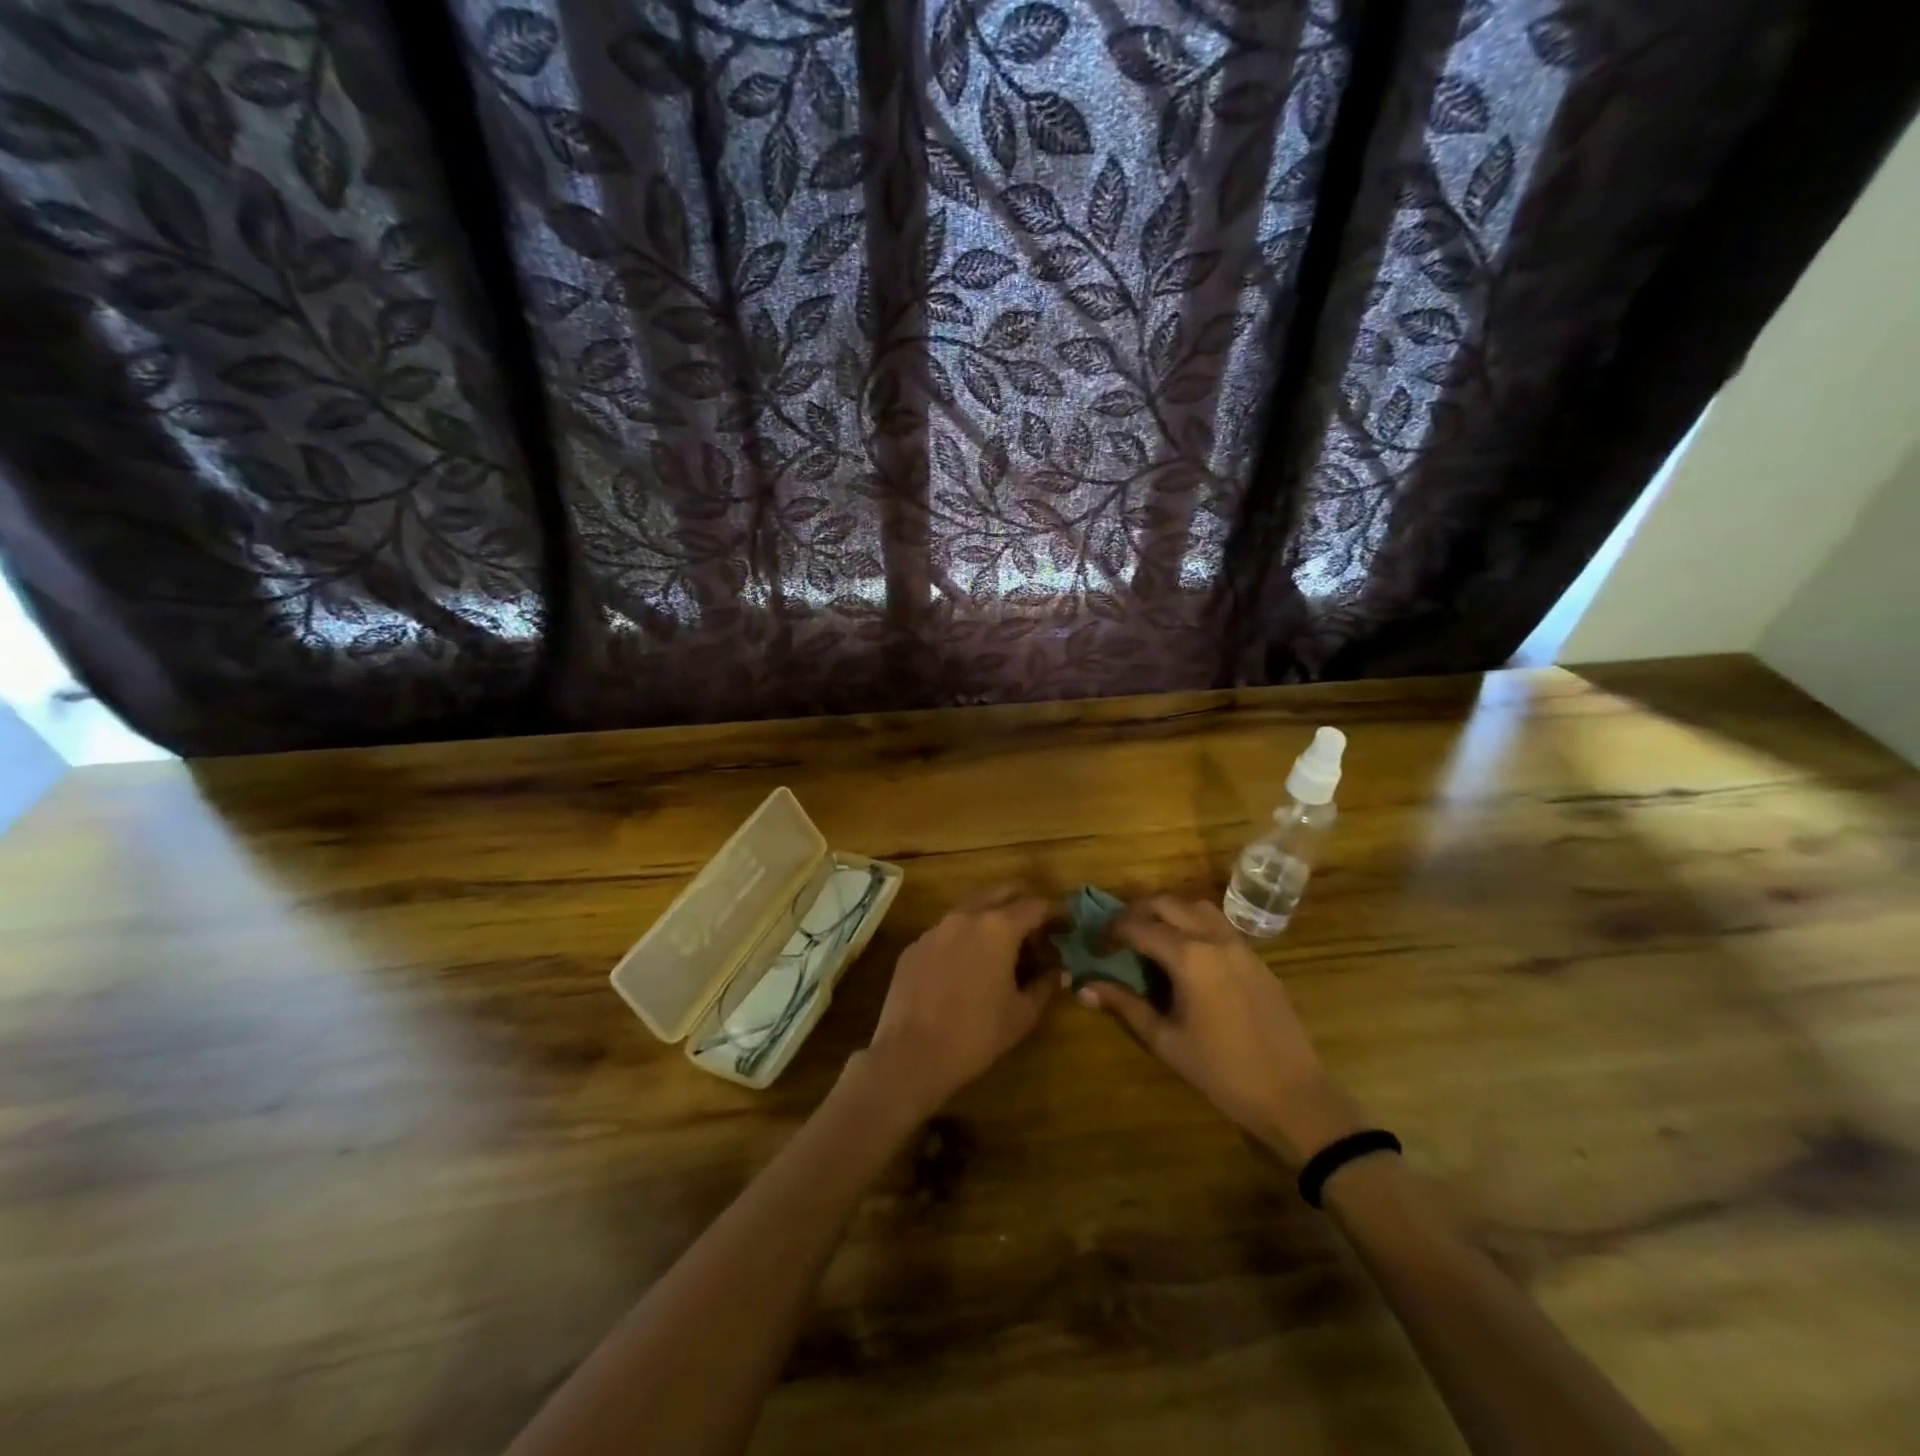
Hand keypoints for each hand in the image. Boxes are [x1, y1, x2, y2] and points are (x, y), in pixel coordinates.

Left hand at [862, 886, 1055, 1116]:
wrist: (910, 1055)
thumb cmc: (976, 1035)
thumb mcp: (1022, 1014)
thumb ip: (1045, 985)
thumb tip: (1059, 972)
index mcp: (997, 928)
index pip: (1035, 905)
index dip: (1056, 912)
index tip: (1067, 925)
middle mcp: (965, 917)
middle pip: (1002, 892)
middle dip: (1024, 903)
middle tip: (1038, 927)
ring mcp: (935, 929)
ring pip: (971, 908)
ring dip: (993, 917)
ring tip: (1005, 946)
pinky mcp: (914, 946)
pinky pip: (947, 931)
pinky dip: (965, 938)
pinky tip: (968, 966)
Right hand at [1076, 895, 1363, 1166]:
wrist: (1293, 1094)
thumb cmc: (1221, 1072)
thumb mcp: (1165, 1040)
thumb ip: (1125, 1005)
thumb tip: (1083, 987)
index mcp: (1189, 957)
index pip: (1137, 927)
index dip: (1110, 932)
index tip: (1094, 947)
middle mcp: (1214, 939)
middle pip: (1166, 904)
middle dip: (1135, 913)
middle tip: (1117, 935)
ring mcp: (1240, 945)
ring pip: (1196, 906)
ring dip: (1168, 912)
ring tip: (1150, 936)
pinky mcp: (1256, 958)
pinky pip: (1218, 924)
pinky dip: (1193, 924)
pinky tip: (1185, 954)